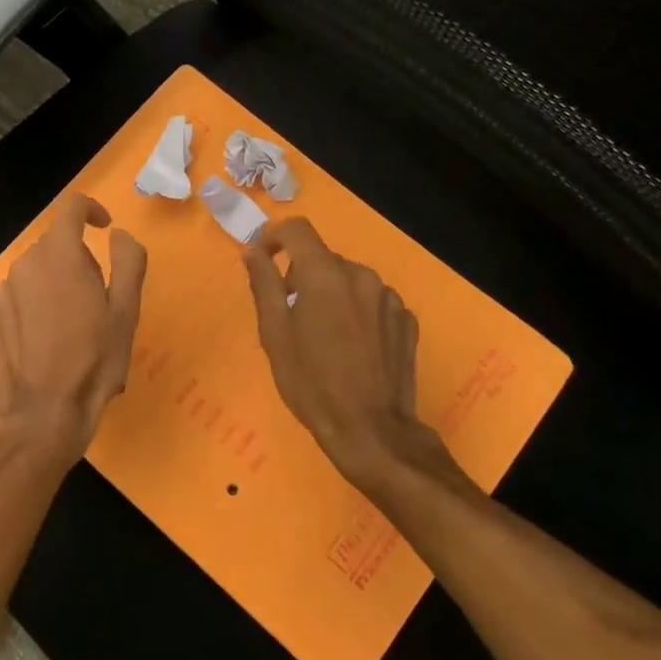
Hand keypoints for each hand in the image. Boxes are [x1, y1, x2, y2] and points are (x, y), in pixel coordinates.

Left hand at [0, 194, 147, 465]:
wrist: (45, 415)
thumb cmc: (94, 360)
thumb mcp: (127, 310)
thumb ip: (128, 260)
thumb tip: (117, 234)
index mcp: (60, 255)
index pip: (71, 208)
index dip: (91, 210)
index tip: (104, 229)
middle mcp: (23, 265)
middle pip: (53, 246)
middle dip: (75, 260)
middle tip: (95, 299)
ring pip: (30, 275)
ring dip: (49, 287)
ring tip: (66, 328)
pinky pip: (9, 301)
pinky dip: (24, 309)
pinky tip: (36, 340)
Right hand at [242, 217, 444, 491]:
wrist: (370, 430)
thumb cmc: (311, 383)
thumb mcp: (274, 334)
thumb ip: (263, 284)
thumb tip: (253, 250)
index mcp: (324, 274)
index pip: (298, 229)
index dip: (276, 236)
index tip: (264, 258)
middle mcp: (361, 275)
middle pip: (324, 258)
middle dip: (303, 276)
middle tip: (291, 315)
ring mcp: (389, 297)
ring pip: (350, 280)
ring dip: (332, 294)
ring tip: (325, 335)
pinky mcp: (406, 320)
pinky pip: (373, 302)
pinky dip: (358, 312)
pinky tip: (354, 347)